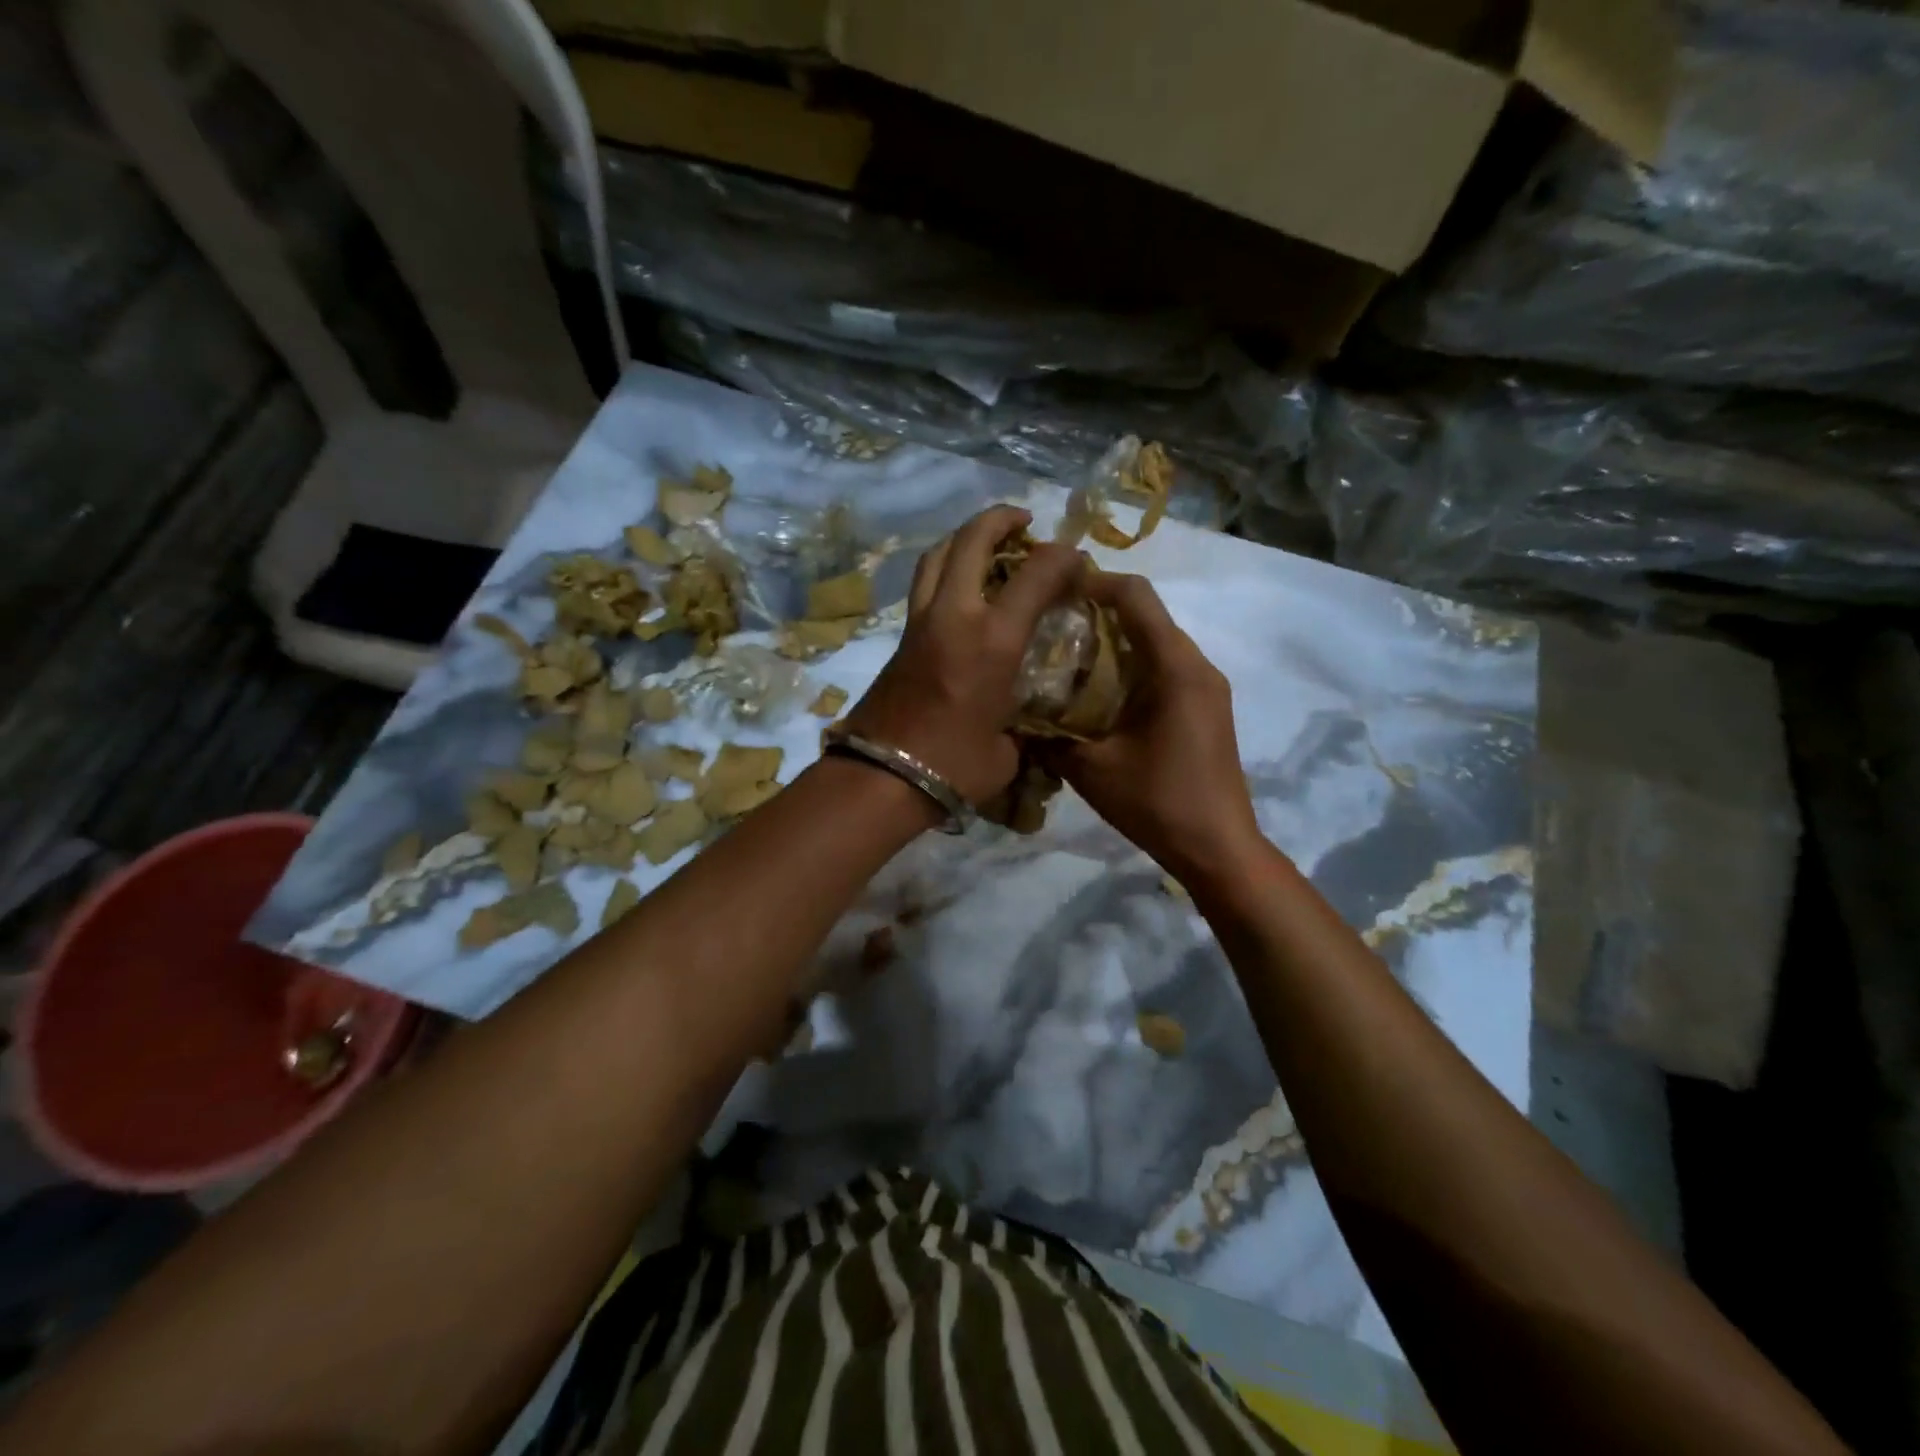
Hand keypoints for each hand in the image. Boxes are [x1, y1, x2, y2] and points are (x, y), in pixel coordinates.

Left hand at [845, 505, 1081, 805]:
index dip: (1063, 557)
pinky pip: (925, 583)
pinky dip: (946, 567)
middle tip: (1023, 522)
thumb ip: (1022, 723)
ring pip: (938, 554)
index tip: (1077, 562)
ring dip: (965, 537)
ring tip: (987, 543)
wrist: (880, 777)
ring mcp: (921, 622)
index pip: (1036, 573)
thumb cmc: (953, 767)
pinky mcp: (901, 636)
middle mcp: (954, 615)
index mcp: (992, 640)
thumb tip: (1023, 720)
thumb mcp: (1007, 749)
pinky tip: (963, 586)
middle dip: (1001, 520)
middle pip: (972, 540)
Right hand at [1043, 572, 1266, 886]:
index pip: (1136, 596)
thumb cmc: (1157, 803)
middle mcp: (1198, 666)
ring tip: (1066, 658)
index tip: (1052, 591)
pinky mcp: (1205, 707)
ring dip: (1114, 641)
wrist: (1218, 849)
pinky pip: (1165, 668)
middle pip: (1147, 614)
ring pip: (1156, 641)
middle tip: (1049, 626)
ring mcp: (1207, 686)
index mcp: (1176, 668)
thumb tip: (1011, 716)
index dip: (1093, 582)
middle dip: (1098, 611)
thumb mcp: (1090, 769)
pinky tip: (1097, 693)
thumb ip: (1049, 736)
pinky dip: (1130, 666)